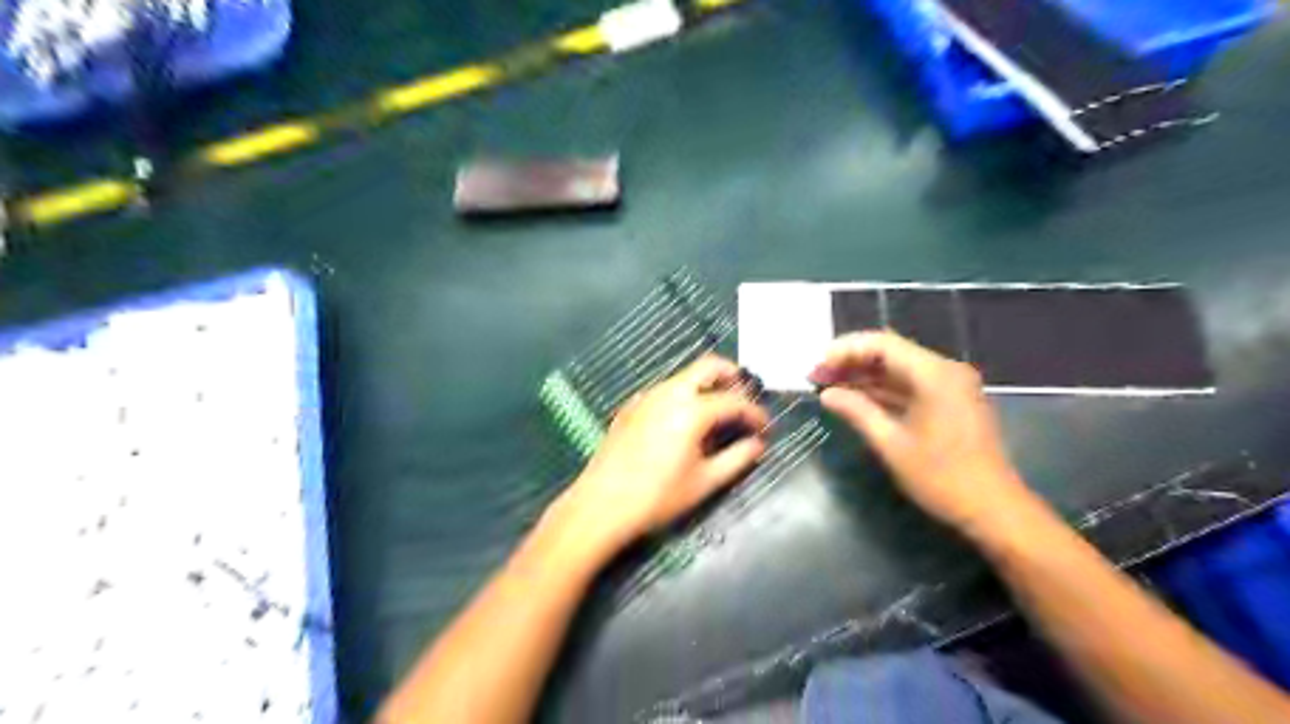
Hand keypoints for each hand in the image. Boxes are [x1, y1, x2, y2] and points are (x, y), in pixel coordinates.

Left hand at [551, 357, 763, 560]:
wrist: (601, 504)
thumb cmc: (658, 496)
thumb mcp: (704, 482)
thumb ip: (737, 459)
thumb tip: (758, 444)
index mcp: (692, 409)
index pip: (734, 401)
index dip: (755, 412)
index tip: (766, 426)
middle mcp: (669, 392)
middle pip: (708, 367)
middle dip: (731, 376)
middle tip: (744, 397)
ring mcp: (646, 396)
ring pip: (684, 377)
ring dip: (706, 385)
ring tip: (718, 413)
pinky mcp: (631, 406)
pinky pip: (665, 390)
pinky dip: (683, 395)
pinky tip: (684, 423)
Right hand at [815, 332, 1034, 538]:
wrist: (994, 509)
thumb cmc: (942, 478)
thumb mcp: (891, 444)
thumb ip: (857, 411)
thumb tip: (827, 394)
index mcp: (935, 374)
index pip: (882, 344)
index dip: (846, 350)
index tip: (818, 366)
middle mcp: (945, 371)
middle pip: (890, 353)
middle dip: (851, 362)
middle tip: (816, 376)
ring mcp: (950, 386)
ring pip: (898, 369)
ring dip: (864, 376)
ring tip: (828, 386)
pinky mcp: (950, 402)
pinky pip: (910, 386)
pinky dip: (882, 390)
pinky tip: (855, 399)